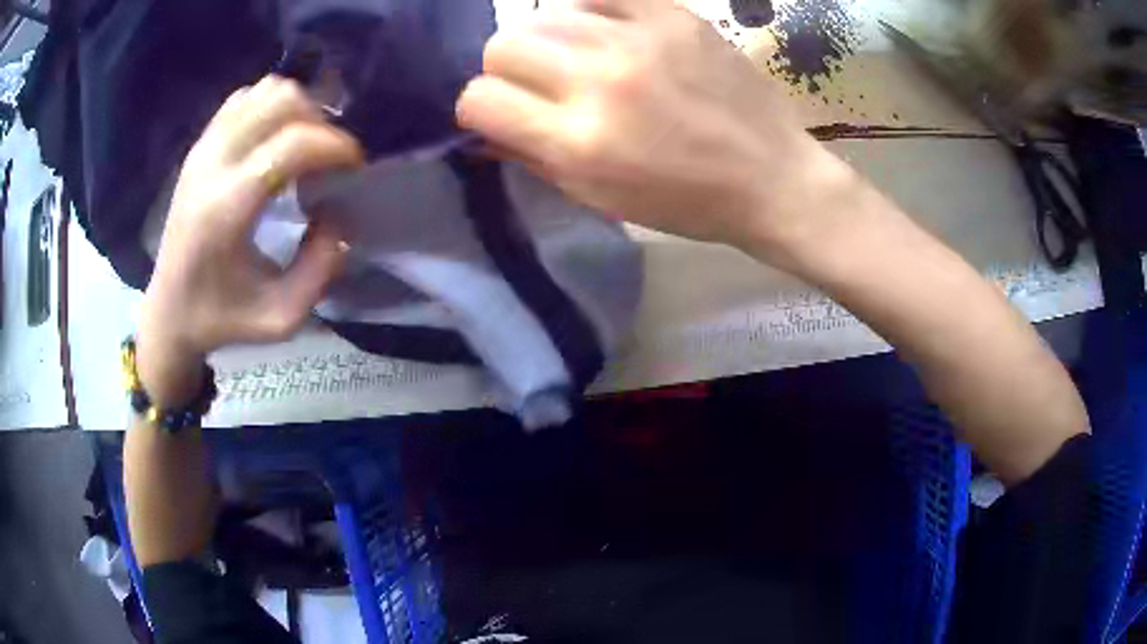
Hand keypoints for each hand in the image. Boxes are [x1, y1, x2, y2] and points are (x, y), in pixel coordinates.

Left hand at [137, 75, 362, 405]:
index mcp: (226, 209)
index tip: (355, 167)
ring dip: (297, 110)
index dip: (336, 146)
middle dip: (320, 123)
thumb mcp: (281, 317)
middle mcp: (212, 165)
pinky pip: (245, 98)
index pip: (292, 143)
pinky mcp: (199, 146)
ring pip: (264, 91)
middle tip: (328, 159)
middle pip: (281, 102)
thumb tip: (340, 213)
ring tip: (305, 146)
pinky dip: (271, 107)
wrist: (168, 312)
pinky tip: (276, 139)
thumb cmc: (221, 319)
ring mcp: (202, 149)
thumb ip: (321, 267)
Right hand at [456, 0, 855, 264]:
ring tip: (578, 56)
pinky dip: (591, 10)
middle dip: (507, 68)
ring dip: (548, 39)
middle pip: (502, 45)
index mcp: (578, 142)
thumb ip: (532, 157)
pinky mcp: (673, 16)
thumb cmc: (685, 201)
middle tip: (540, 82)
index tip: (501, 111)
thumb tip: (483, 130)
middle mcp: (598, 82)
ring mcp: (638, 41)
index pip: (480, 100)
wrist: (771, 178)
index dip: (479, 107)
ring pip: (545, 14)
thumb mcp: (599, 197)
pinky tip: (607, 29)